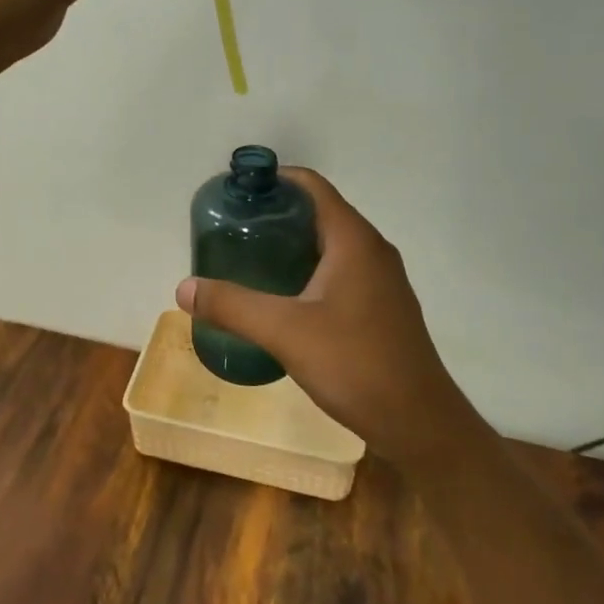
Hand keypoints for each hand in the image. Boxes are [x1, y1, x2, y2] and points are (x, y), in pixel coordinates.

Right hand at [176, 169, 475, 462]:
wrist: (420, 423)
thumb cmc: (356, 364)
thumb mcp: (285, 332)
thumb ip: (233, 306)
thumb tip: (183, 288)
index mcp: (354, 240)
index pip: (312, 186)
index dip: (275, 180)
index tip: (237, 193)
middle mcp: (372, 250)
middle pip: (319, 213)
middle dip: (276, 215)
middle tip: (233, 230)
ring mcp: (381, 280)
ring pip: (330, 245)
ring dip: (292, 245)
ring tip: (249, 259)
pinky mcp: (381, 307)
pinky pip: (340, 272)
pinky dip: (308, 270)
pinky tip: (282, 298)